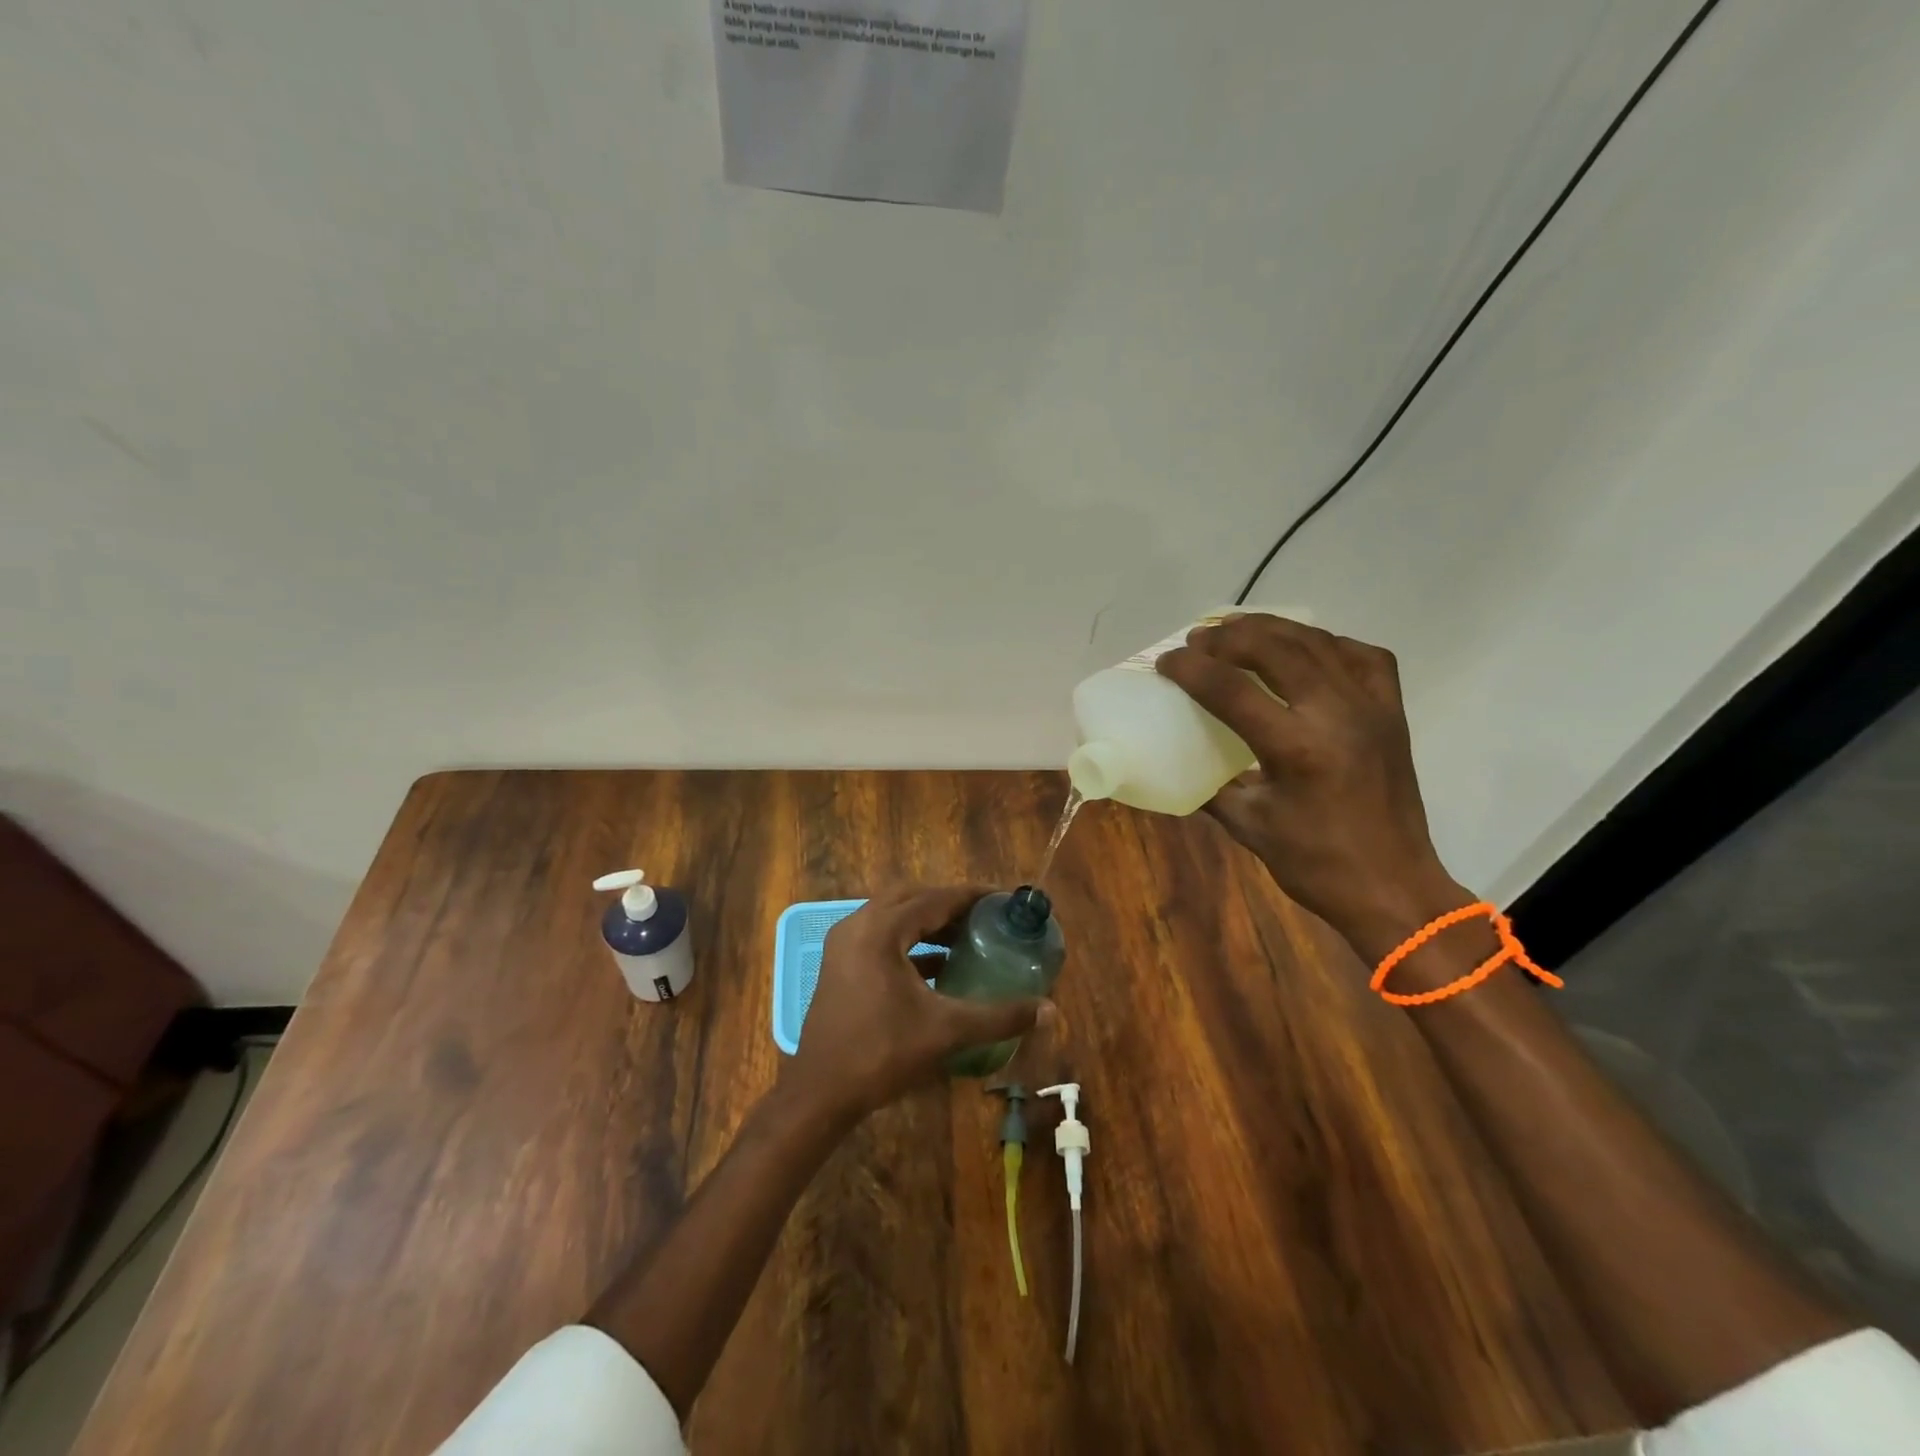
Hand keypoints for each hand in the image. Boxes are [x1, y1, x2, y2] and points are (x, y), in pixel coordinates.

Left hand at [780, 885, 1044, 1123]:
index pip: (935, 898)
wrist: (821, 1093)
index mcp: (881, 930)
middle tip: (985, 917)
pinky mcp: (839, 964)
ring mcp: (844, 944)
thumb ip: (999, 1016)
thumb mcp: (946, 1031)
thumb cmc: (882, 1053)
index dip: (971, 896)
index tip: (1002, 899)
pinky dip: (910, 941)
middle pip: (912, 898)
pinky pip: (880, 936)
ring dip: (928, 922)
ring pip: (893, 916)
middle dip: (950, 905)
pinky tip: (937, 965)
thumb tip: (1049, 1009)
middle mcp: (859, 925)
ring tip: (966, 936)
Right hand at [1155, 614, 1469, 957]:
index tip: (1165, 661)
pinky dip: (1326, 643)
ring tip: (1238, 629)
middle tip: (1199, 639)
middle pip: (1276, 649)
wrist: (1393, 886)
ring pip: (1318, 642)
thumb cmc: (1315, 864)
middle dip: (1229, 637)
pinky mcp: (1392, 712)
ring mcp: (1371, 708)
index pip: (1232, 690)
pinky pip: (1361, 656)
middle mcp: (1337, 715)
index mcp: (1297, 749)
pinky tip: (1303, 649)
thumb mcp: (1248, 825)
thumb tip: (1177, 761)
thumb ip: (1210, 786)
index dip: (1191, 669)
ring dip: (1272, 629)